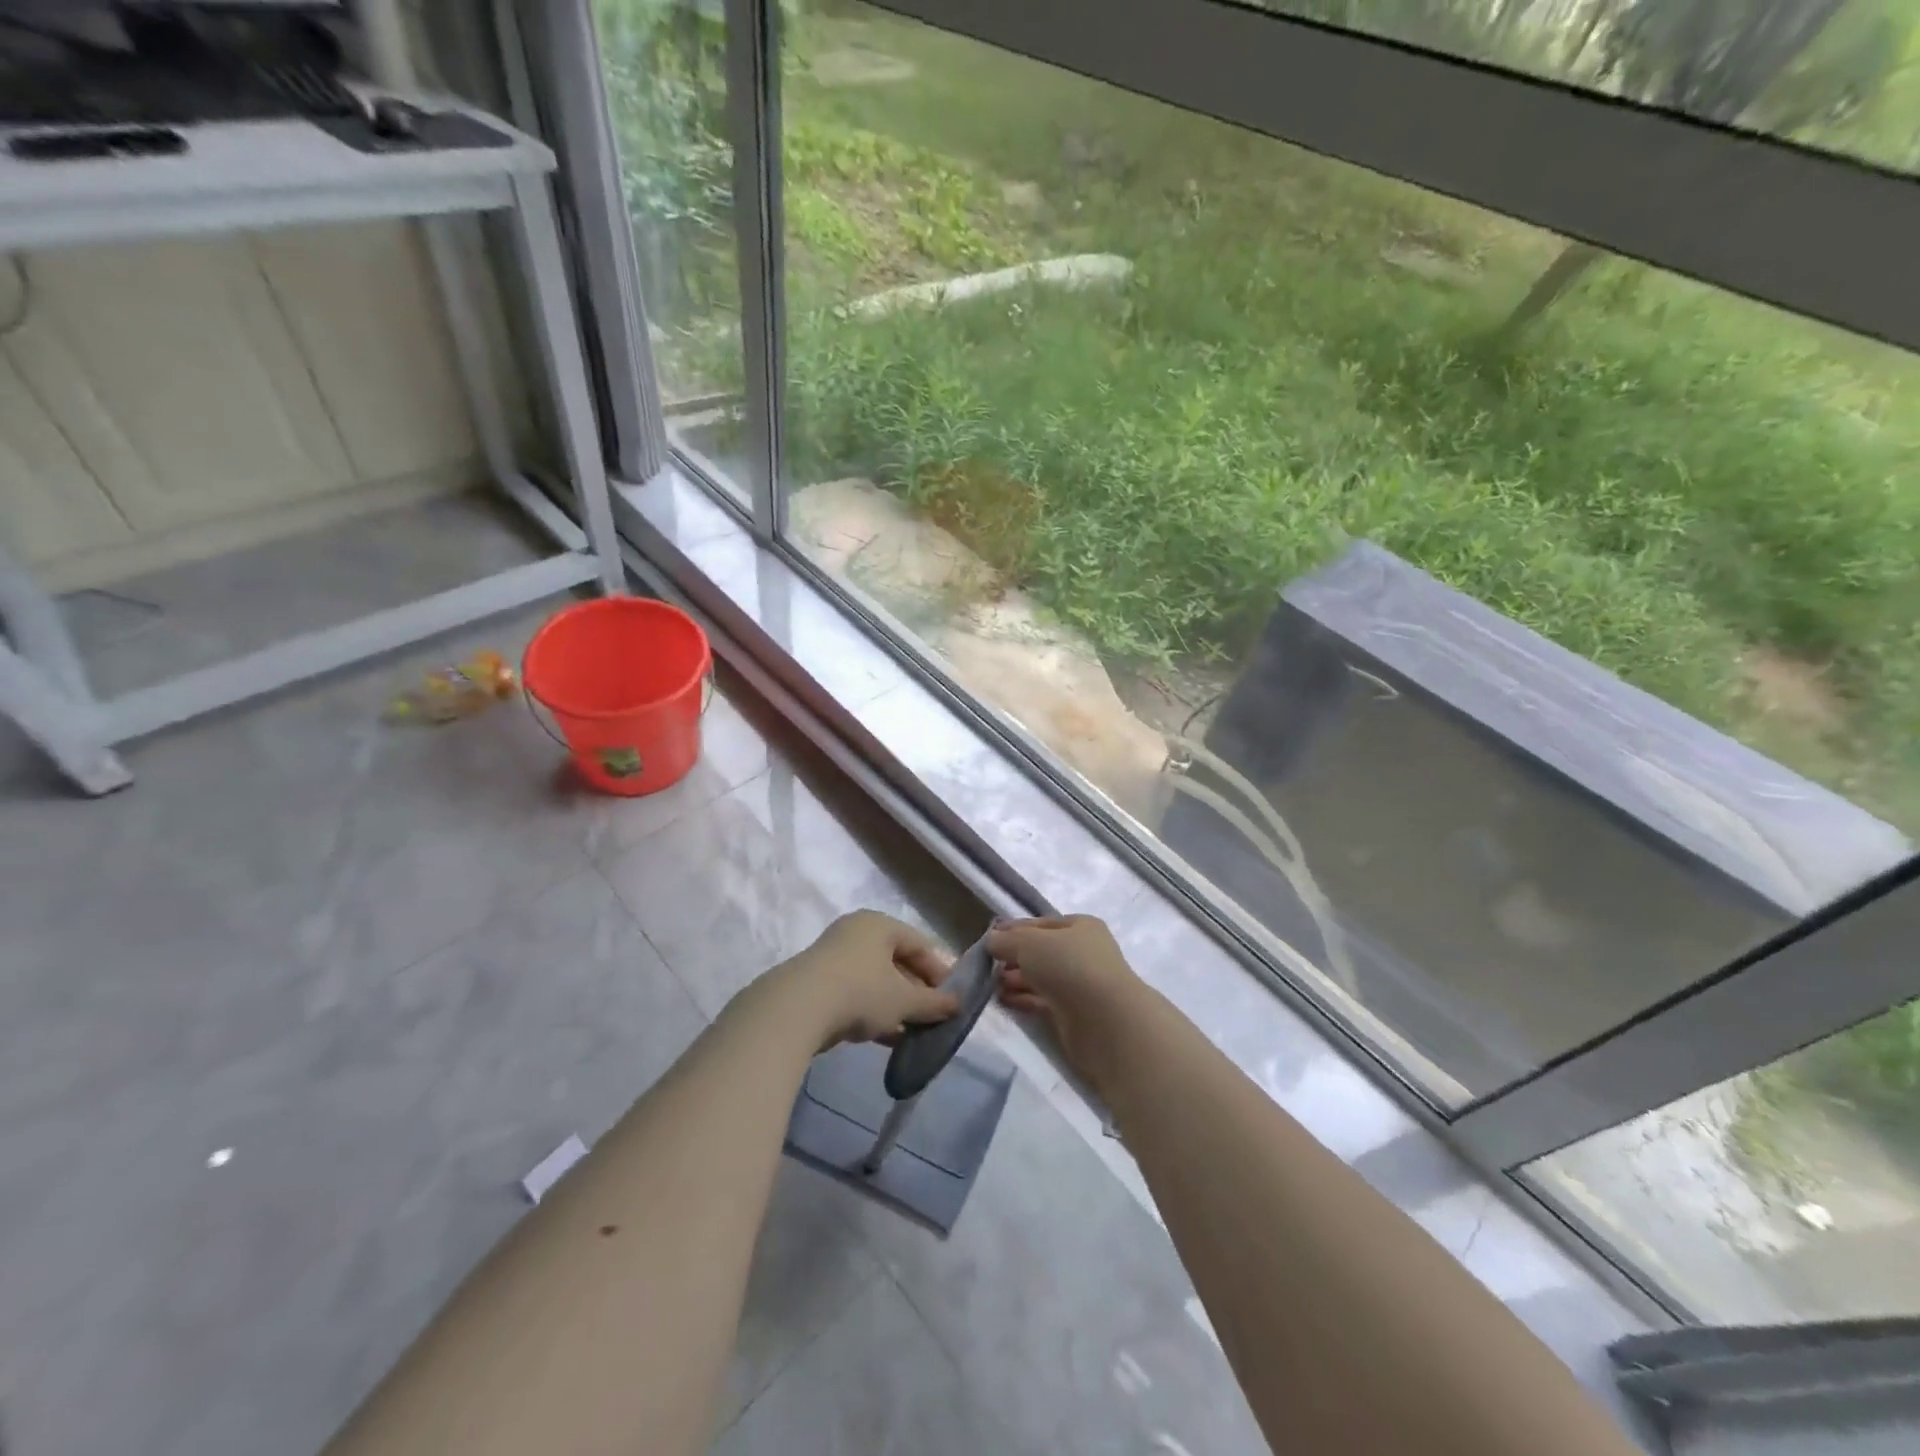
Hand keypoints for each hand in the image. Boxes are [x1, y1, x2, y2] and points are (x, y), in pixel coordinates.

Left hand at [775, 910, 959, 1048]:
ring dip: (895, 1005)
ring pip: (874, 981)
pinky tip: (885, 1037)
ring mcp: (832, 958)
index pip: (919, 943)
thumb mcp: (904, 1000)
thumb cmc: (860, 992)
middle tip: (932, 1017)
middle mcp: (855, 933)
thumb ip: (933, 1003)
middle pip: (896, 961)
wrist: (795, 1010)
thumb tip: (957, 1005)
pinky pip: (854, 995)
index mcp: (878, 924)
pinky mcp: (816, 984)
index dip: (939, 971)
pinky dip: (872, 1012)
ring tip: (912, 1032)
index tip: (951, 999)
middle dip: (916, 991)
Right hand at [986, 915, 1144, 1093]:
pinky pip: (1043, 1001)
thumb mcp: (1028, 943)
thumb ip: (1006, 940)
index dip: (1014, 929)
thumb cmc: (1068, 966)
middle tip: (988, 965)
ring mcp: (1081, 985)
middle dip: (1014, 957)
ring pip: (1042, 977)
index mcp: (1081, 927)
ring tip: (991, 984)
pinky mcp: (1075, 1014)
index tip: (989, 939)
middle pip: (1041, 952)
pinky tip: (1003, 1000)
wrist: (1105, 1020)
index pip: (1041, 924)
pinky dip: (1024, 999)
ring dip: (1017, 979)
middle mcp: (1083, 953)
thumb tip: (991, 940)